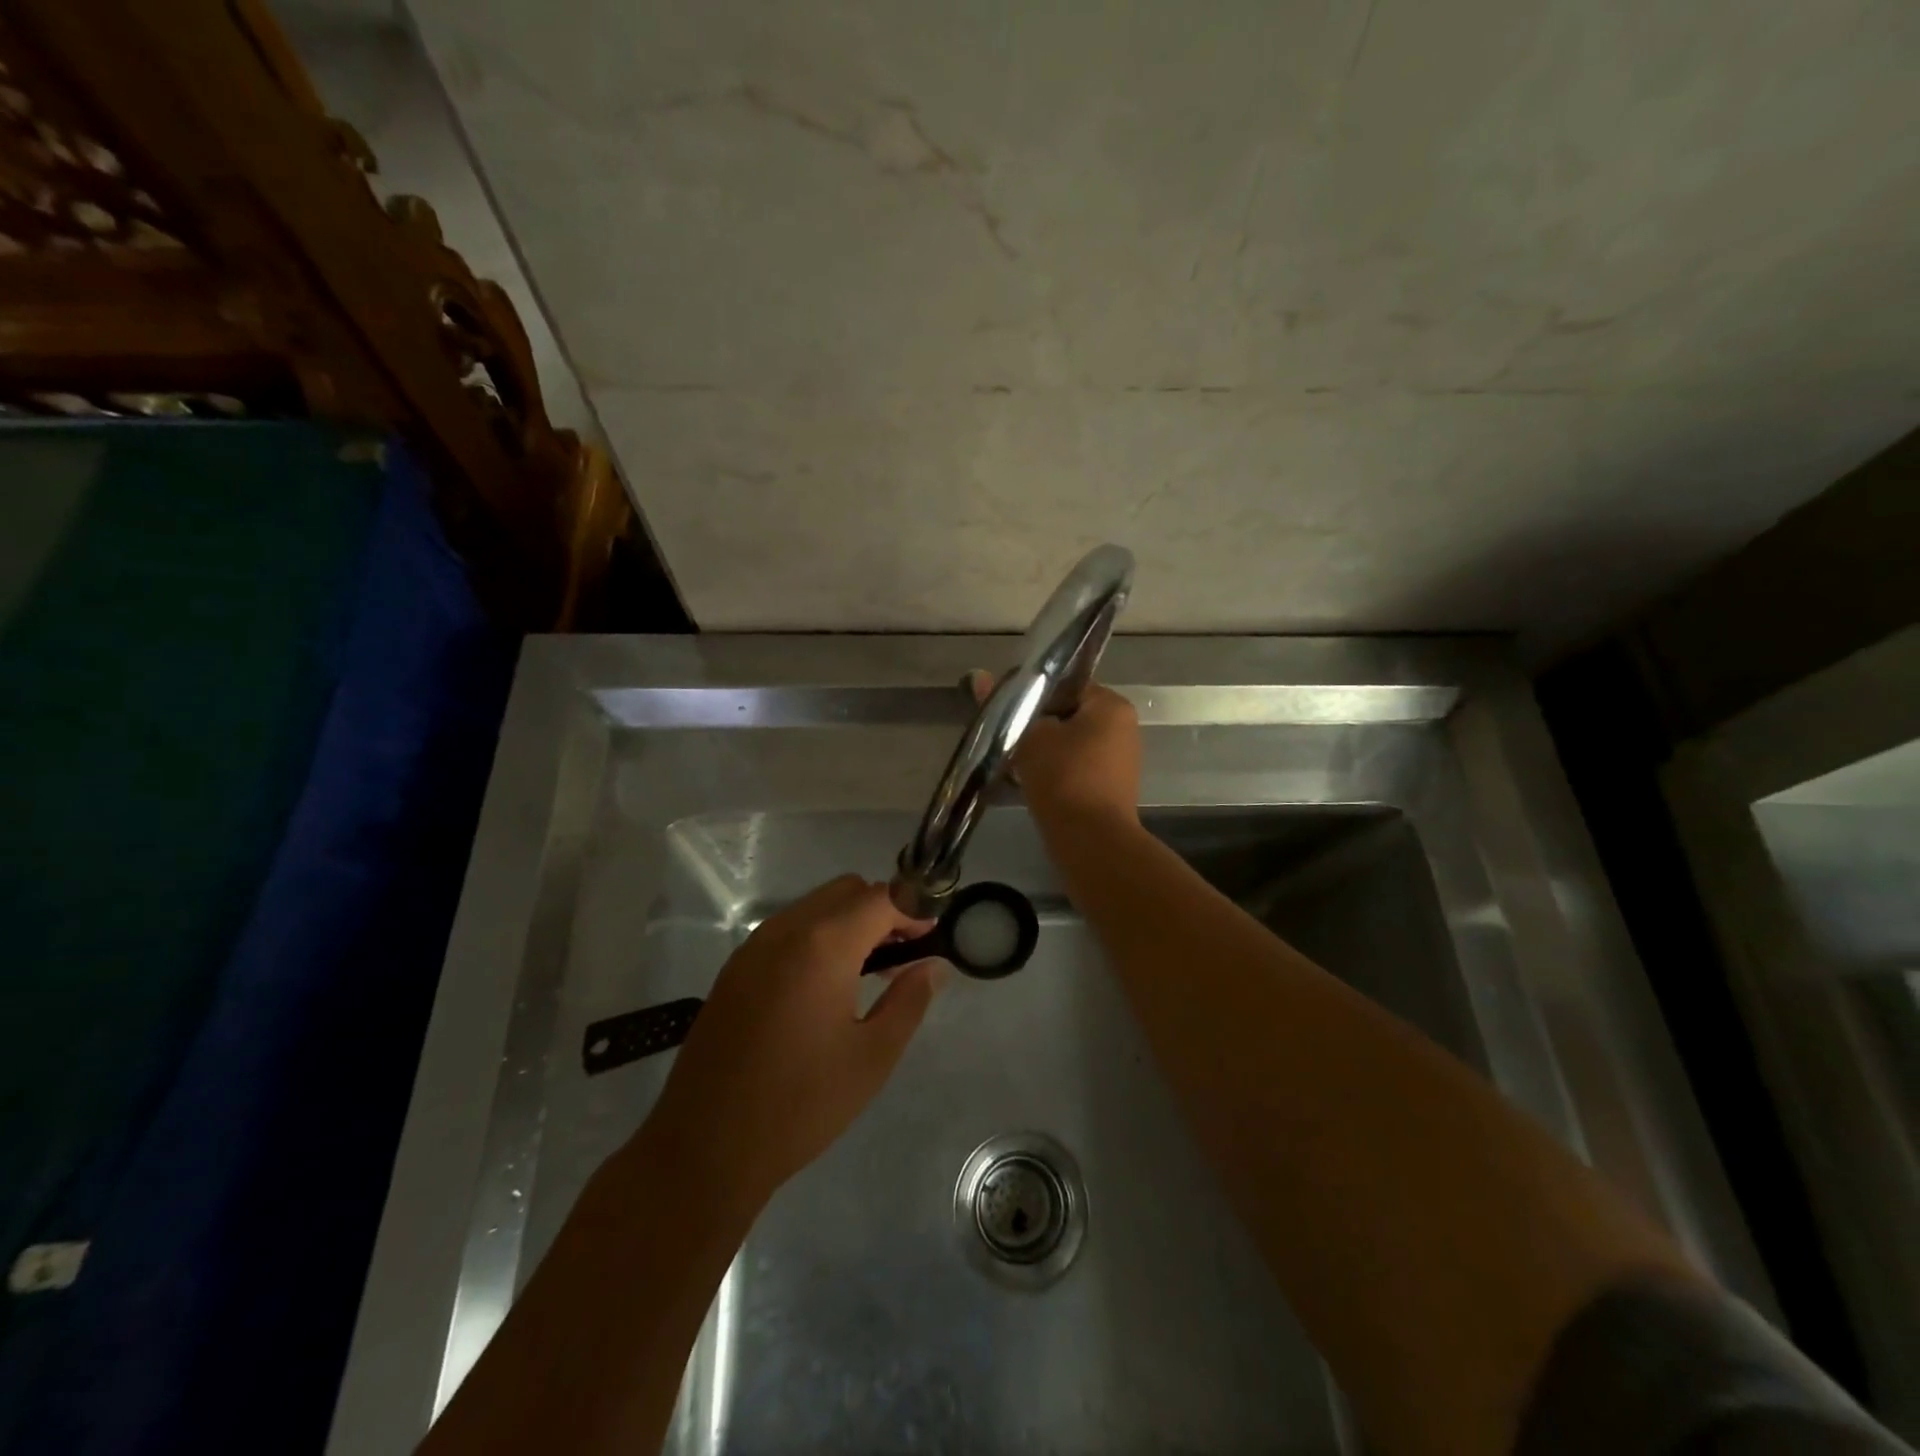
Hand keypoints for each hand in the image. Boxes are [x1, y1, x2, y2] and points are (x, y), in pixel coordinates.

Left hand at [641, 876, 942, 1214]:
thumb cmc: (800, 1104)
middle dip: (882, 910)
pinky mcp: (735, 968)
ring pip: (816, 905)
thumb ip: (909, 1000)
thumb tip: (934, 965)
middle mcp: (786, 930)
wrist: (705, 1147)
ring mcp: (754, 946)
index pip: (881, 897)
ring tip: (868, 973)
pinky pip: (788, 928)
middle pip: (847, 890)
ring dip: (850, 921)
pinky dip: (818, 936)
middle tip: (902, 956)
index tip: (933, 939)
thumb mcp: (871, 1056)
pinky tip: (825, 986)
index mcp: (823, 945)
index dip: (914, 910)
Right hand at [970, 671, 1141, 828]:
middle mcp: (1122, 728)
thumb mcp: (1029, 737)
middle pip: (1066, 715)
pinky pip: (1073, 769)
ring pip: (1067, 744)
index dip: (1031, 693)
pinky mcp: (1108, 789)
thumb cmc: (1064, 778)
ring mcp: (1118, 761)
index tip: (1003, 707)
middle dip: (1034, 725)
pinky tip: (1024, 781)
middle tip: (1003, 734)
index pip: (1065, 684)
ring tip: (1009, 759)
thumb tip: (978, 676)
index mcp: (1111, 705)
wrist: (1091, 843)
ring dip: (1040, 750)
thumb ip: (1007, 706)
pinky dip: (1051, 771)